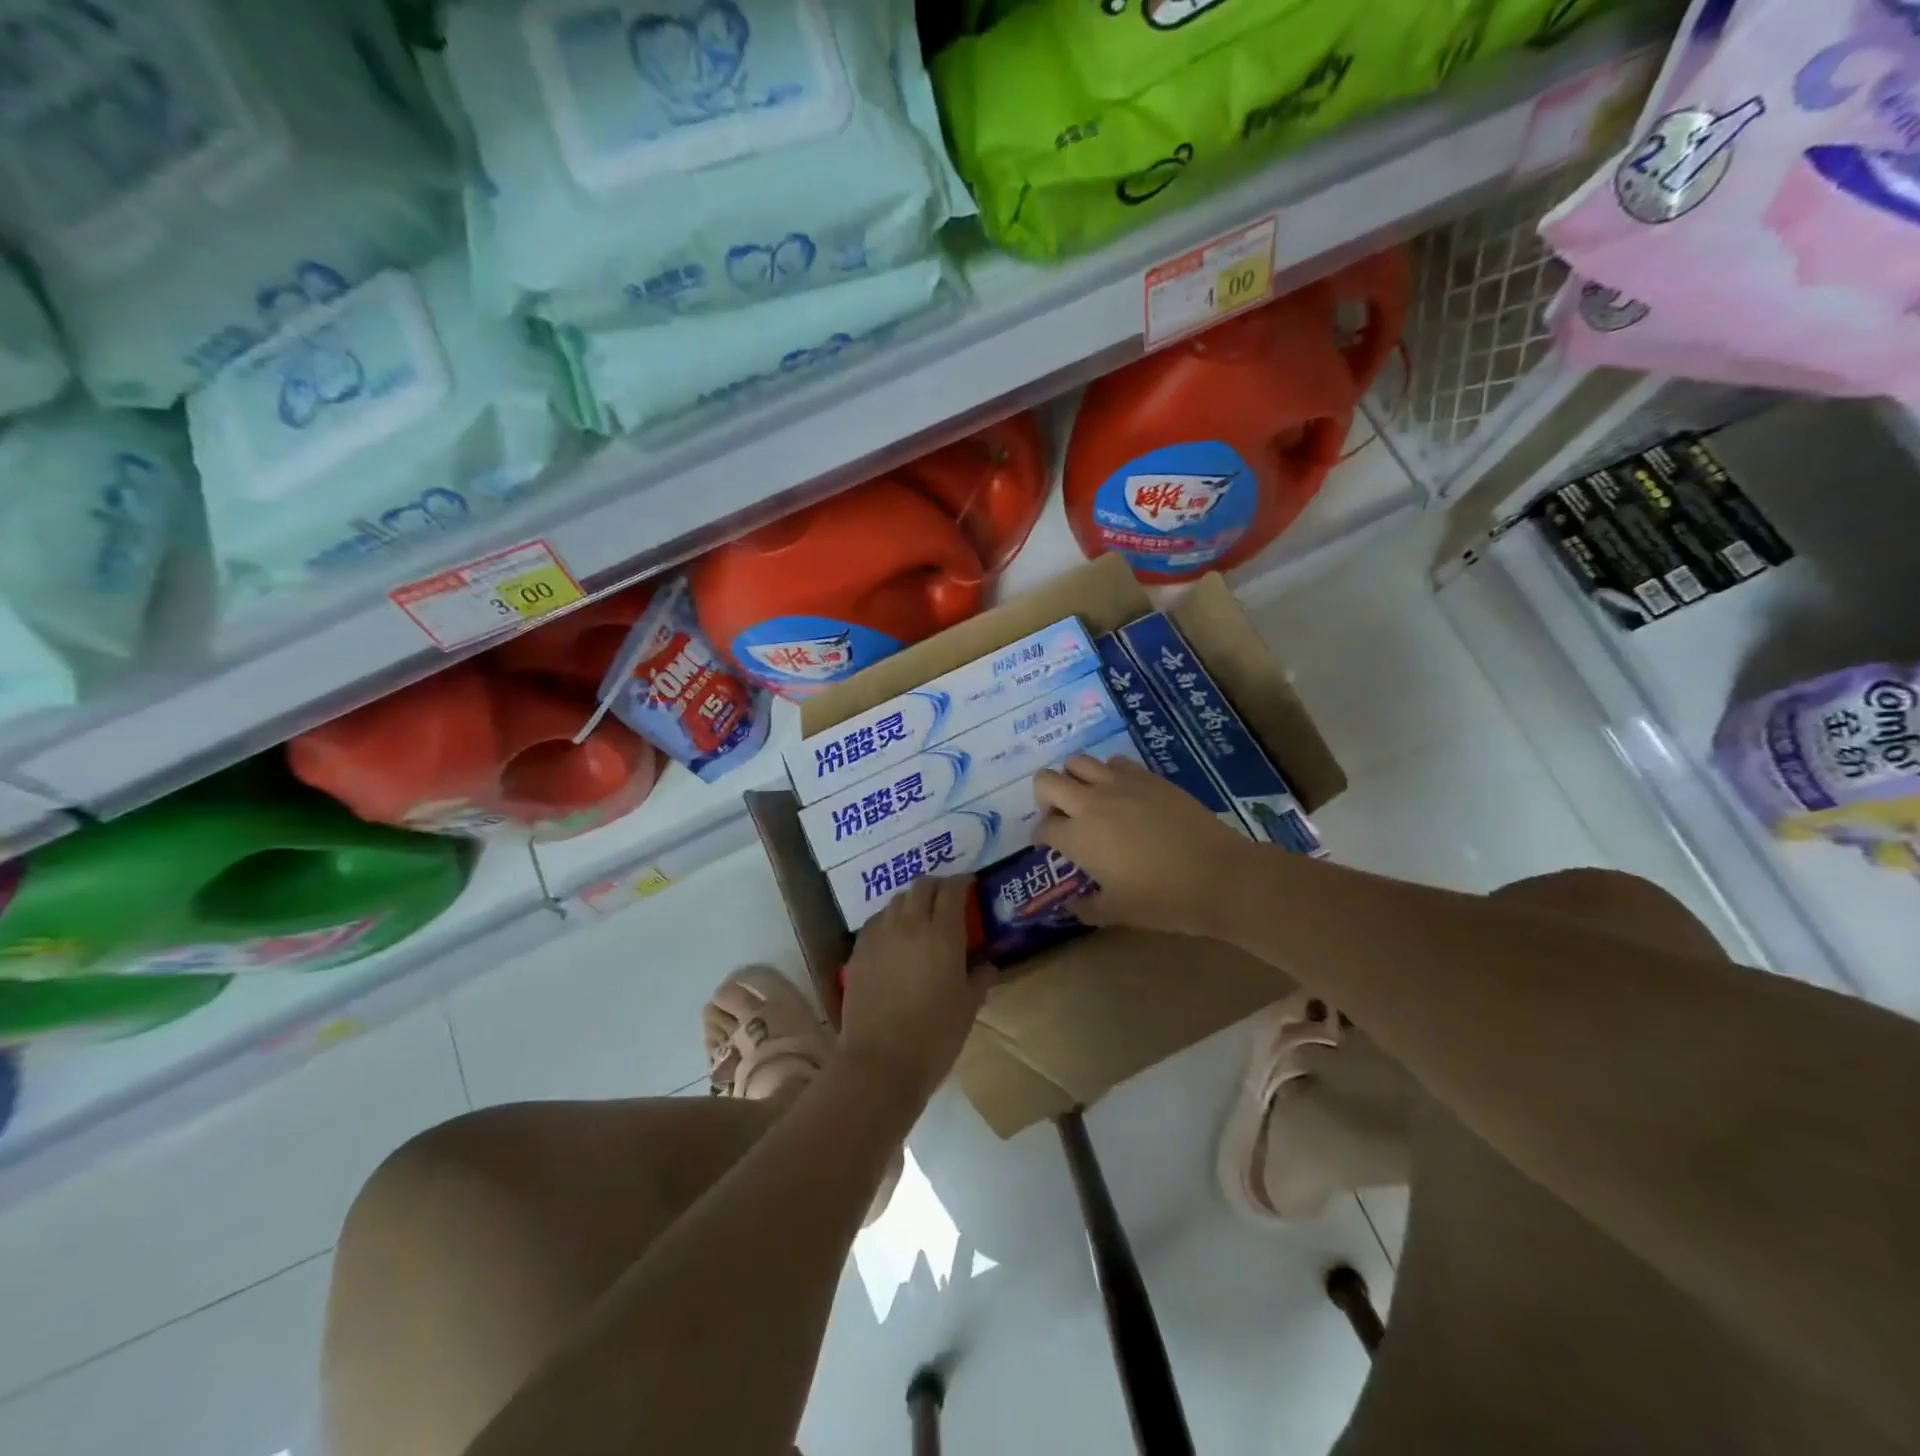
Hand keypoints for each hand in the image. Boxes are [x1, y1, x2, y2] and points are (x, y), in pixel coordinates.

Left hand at [838, 876, 986, 1110]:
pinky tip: (894, 936)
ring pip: (897, 900)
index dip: (962, 882)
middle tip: (947, 898)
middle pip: (922, 886)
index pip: (952, 890)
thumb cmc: (934, 1037)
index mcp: (944, 935)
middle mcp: (911, 925)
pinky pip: (876, 921)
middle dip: (937, 885)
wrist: (880, 1062)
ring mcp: (880, 936)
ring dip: (912, 901)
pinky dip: (889, 919)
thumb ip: (979, 979)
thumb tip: (988, 965)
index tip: (970, 886)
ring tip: (920, 916)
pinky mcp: (858, 951)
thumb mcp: (968, 1008)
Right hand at [1033, 755, 1251, 937]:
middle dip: (1046, 798)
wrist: (1219, 876)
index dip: (1042, 838)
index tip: (1051, 847)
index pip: (1043, 827)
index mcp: (1078, 837)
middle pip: (1047, 781)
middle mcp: (1091, 803)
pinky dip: (1109, 774)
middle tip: (1062, 818)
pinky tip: (1123, 794)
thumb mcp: (1117, 913)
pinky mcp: (1148, 776)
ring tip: (1090, 800)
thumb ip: (1086, 908)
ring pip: (1078, 762)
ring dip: (1075, 779)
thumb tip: (1071, 904)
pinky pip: (1115, 763)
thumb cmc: (1163, 900)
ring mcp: (1121, 784)